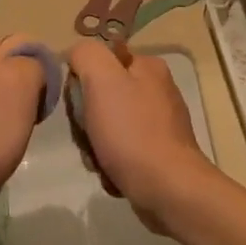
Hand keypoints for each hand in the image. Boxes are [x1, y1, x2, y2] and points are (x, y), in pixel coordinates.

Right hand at [66, 42, 218, 233]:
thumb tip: (77, 56)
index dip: (81, 81)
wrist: (168, 189)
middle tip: (88, 135)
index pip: (99, 60)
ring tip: (98, 159)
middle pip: (101, 94)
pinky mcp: (157, 152)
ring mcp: (158, 123)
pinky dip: (109, 160)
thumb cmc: (131, 132)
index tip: (80, 104)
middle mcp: (156, 89)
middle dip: (87, 118)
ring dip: (94, 143)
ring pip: (107, 124)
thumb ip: (86, 55)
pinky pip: (120, 148)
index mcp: (147, 66)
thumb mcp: (102, 79)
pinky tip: (110, 172)